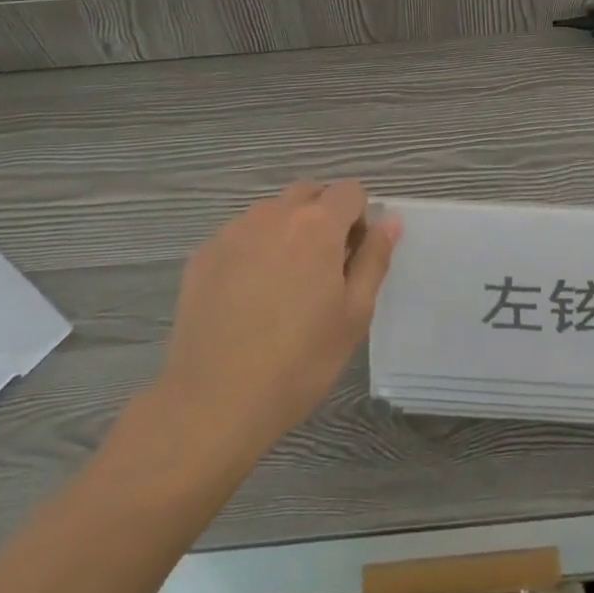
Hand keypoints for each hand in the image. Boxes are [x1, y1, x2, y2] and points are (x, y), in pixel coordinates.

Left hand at [154, 179, 399, 455]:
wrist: (213, 401)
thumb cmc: (298, 361)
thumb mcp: (353, 315)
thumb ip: (374, 259)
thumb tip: (389, 221)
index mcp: (318, 224)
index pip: (349, 191)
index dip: (358, 218)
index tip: (351, 258)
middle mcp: (275, 213)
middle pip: (308, 193)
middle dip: (322, 217)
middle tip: (321, 269)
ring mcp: (234, 231)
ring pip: (271, 212)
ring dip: (285, 232)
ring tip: (280, 286)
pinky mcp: (204, 254)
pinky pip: (239, 236)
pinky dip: (251, 252)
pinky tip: (245, 298)